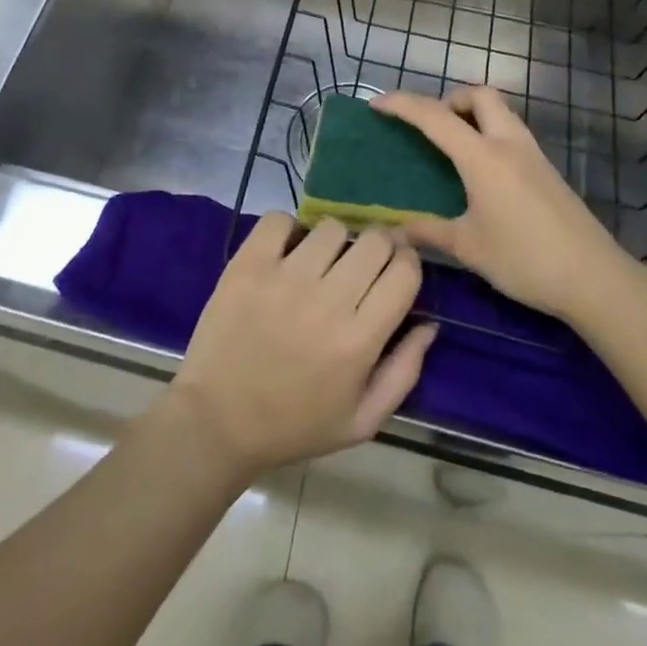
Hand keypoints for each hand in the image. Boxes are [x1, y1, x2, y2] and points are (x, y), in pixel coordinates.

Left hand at [168, 213, 436, 479]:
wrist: (217, 422)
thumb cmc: (295, 425)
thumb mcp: (362, 420)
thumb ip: (404, 372)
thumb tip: (429, 324)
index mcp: (359, 340)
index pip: (404, 272)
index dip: (408, 263)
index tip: (397, 269)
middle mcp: (327, 301)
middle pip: (374, 241)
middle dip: (379, 247)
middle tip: (362, 264)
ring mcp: (284, 278)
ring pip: (331, 228)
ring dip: (334, 241)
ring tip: (321, 263)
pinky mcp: (248, 265)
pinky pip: (279, 220)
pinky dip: (288, 229)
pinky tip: (287, 252)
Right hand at [375, 86, 640, 321]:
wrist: (594, 278)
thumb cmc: (525, 260)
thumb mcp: (469, 248)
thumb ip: (428, 232)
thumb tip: (393, 231)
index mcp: (483, 157)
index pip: (435, 117)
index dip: (402, 105)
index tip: (376, 104)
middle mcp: (508, 143)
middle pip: (479, 95)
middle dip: (449, 98)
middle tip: (429, 125)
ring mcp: (532, 154)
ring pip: (500, 110)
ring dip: (472, 113)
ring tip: (452, 144)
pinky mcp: (546, 169)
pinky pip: (511, 132)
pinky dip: (489, 132)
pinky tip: (482, 170)